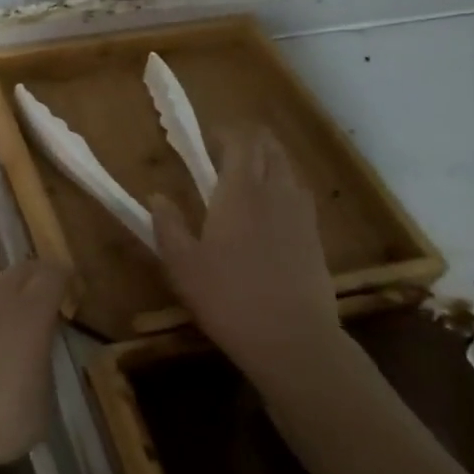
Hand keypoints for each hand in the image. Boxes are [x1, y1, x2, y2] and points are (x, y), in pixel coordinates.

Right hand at [150, 129, 339, 373]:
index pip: (242, 143)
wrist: (293, 340)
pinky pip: (300, 196)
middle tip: (227, 150)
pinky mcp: (316, 238)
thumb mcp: (182, 264)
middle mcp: (275, 193)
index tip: (209, 137)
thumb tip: (157, 196)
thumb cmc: (228, 297)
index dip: (227, 133)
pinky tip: (272, 209)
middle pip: (271, 149)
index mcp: (240, 192)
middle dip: (251, 141)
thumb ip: (168, 225)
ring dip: (270, 162)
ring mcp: (301, 216)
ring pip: (289, 170)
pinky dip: (285, 187)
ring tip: (249, 174)